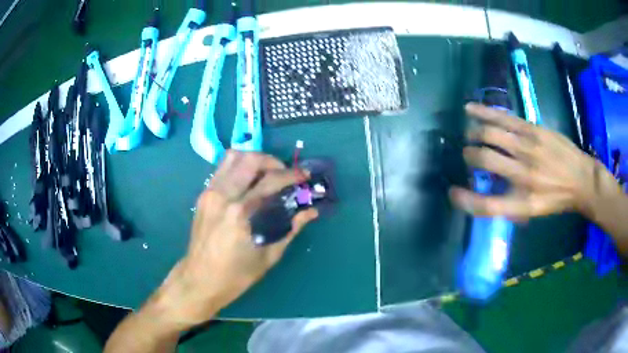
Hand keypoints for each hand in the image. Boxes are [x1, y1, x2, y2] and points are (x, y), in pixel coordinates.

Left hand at [155, 151, 317, 328]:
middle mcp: (223, 195)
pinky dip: (239, 166)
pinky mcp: (203, 195)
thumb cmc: (236, 275)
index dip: (292, 175)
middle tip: (284, 173)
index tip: (305, 175)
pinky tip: (248, 181)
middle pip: (250, 159)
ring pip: (233, 157)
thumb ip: (291, 229)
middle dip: (273, 160)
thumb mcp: (269, 256)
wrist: (199, 280)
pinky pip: (222, 168)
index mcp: (240, 213)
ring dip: (254, 159)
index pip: (271, 181)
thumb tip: (311, 211)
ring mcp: (210, 193)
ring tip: (266, 173)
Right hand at [449, 103, 599, 220]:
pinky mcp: (533, 130)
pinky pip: (503, 119)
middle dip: (469, 156)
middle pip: (484, 161)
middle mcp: (523, 175)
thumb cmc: (557, 199)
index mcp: (522, 203)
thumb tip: (487, 191)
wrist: (582, 178)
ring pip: (491, 135)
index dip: (465, 199)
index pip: (487, 204)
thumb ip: (510, 203)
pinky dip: (483, 113)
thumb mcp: (534, 212)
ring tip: (470, 134)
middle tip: (469, 156)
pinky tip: (470, 109)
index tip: (453, 192)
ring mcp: (528, 149)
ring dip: (474, 133)